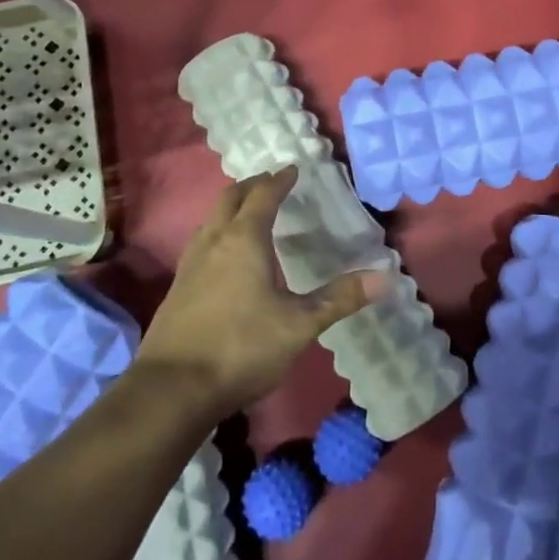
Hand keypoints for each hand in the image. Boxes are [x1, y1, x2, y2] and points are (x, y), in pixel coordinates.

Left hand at [138, 167, 384, 416]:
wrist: (172, 389)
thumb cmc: (241, 348)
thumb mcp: (299, 325)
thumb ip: (339, 298)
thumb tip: (385, 277)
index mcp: (244, 240)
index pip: (263, 196)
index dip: (279, 181)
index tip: (292, 170)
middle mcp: (213, 242)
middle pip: (230, 199)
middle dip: (251, 186)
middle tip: (271, 182)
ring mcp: (189, 264)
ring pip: (211, 220)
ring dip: (231, 208)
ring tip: (249, 214)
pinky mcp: (177, 288)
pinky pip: (201, 243)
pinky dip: (218, 232)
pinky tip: (225, 257)